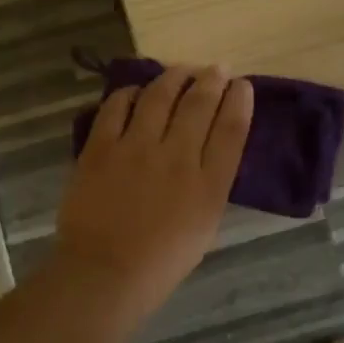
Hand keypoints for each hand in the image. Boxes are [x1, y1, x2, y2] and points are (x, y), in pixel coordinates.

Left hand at [53, 65, 253, 327]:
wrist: (103, 274)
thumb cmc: (160, 263)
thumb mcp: (204, 227)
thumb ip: (210, 186)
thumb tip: (207, 154)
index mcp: (209, 184)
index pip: (232, 129)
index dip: (240, 101)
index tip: (242, 86)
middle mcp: (177, 157)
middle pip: (199, 104)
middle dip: (212, 80)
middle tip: (216, 68)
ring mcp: (136, 148)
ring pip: (159, 96)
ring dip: (174, 77)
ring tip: (182, 71)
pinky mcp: (101, 147)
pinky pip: (117, 107)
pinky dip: (130, 93)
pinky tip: (136, 91)